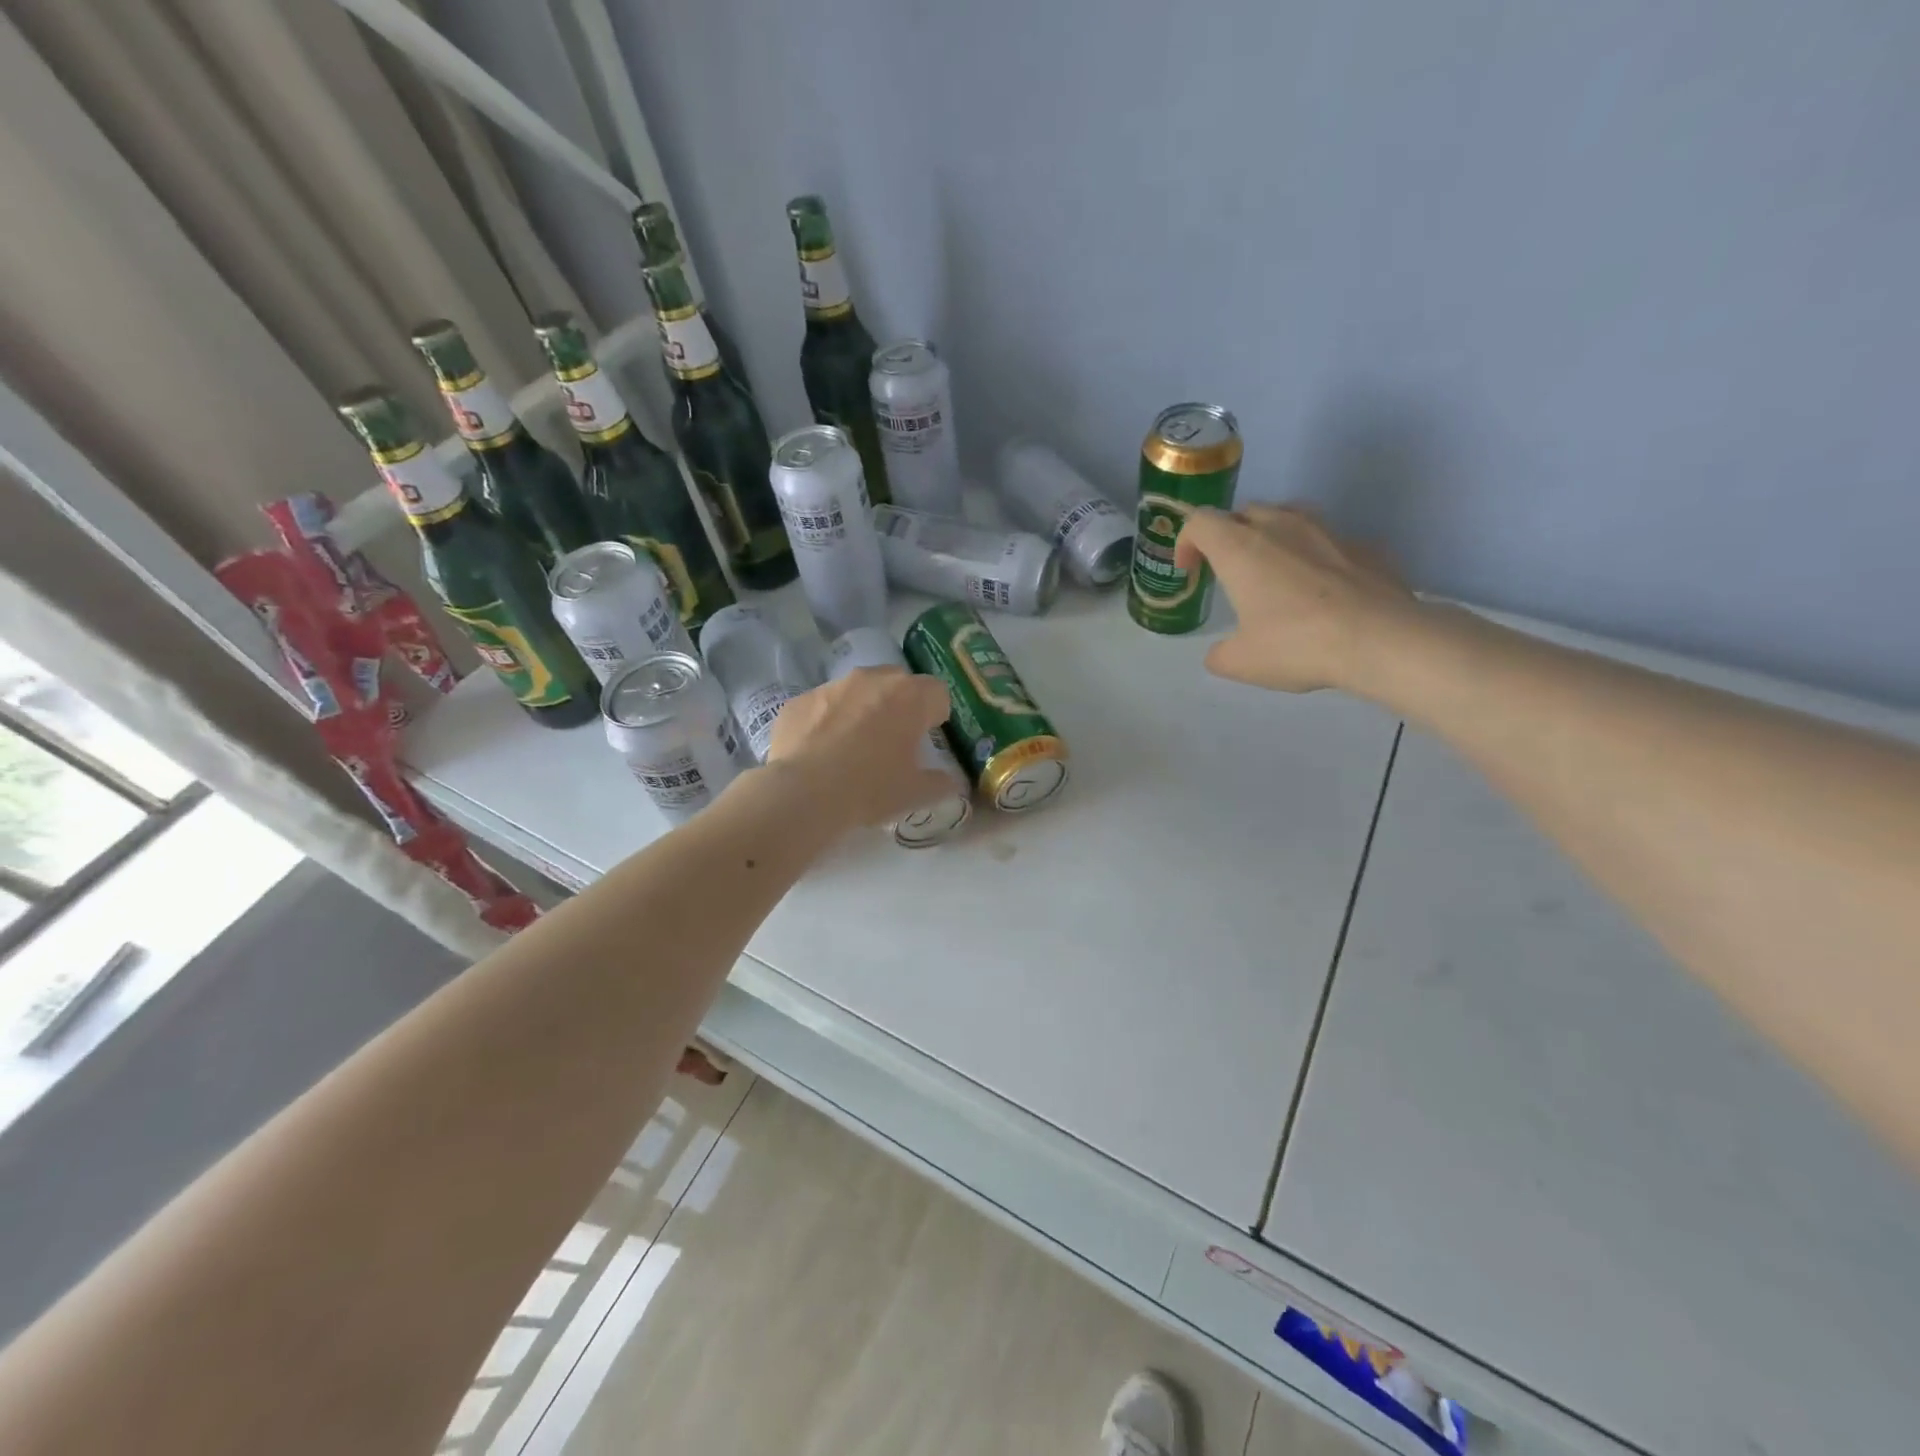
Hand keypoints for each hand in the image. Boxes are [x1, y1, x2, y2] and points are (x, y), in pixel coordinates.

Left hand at [765, 667, 956, 827]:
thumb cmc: (870, 788)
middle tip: (893, 741)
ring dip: (862, 710)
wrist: (803, 794)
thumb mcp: (916, 793)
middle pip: (897, 684)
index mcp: (909, 697)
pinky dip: (827, 721)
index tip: (927, 737)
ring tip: (853, 747)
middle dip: (900, 706)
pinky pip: (823, 705)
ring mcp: (832, 686)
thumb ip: (941, 783)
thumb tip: (951, 781)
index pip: (937, 692)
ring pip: (858, 690)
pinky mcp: (800, 699)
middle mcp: (872, 680)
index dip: (936, 714)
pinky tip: (821, 752)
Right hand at [1174, 505, 1416, 693]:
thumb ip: (1220, 653)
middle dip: (1228, 537)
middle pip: (1243, 513)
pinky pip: (1326, 541)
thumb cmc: (1297, 644)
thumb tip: (1221, 653)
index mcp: (1240, 547)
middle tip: (1229, 573)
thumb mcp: (1240, 662)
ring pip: (1287, 517)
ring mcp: (1326, 530)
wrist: (1381, 639)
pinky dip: (1312, 557)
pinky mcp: (1362, 545)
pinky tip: (1320, 592)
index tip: (1190, 571)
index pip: (1200, 522)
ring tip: (1274, 574)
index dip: (1186, 542)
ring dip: (1271, 538)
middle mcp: (1280, 526)